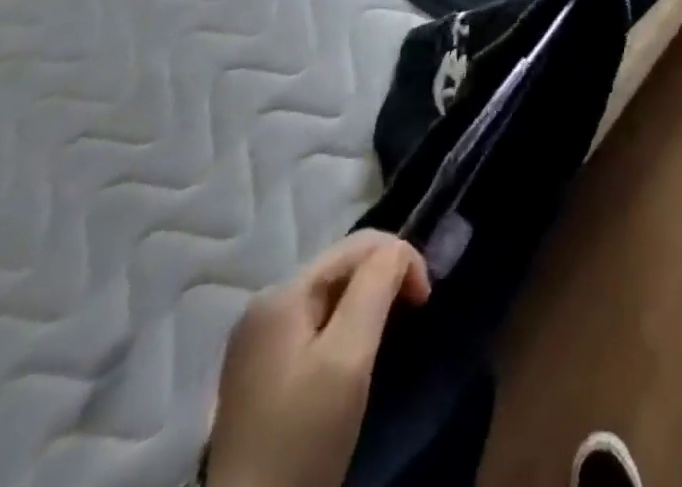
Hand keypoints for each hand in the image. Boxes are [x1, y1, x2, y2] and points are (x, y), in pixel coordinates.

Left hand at [205, 231, 430, 486]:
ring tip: (387, 335)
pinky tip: (352, 358)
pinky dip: (344, 327)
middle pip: (342, 266)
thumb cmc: (303, 437)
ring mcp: (257, 340)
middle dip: (383, 279)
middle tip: (412, 314)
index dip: (401, 259)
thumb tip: (399, 250)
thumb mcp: (348, 357)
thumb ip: (375, 288)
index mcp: (281, 293)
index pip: (358, 244)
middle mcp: (264, 304)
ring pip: (330, 295)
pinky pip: (314, 324)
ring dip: (366, 304)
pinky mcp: (258, 372)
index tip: (425, 300)